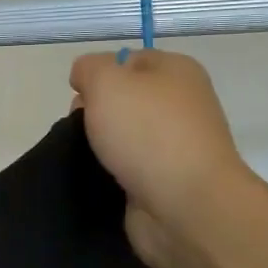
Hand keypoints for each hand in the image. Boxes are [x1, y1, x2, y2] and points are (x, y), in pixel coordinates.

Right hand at [69, 50, 250, 267]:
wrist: (186, 207)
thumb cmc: (148, 133)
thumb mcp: (107, 81)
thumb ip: (89, 68)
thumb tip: (86, 78)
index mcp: (177, 72)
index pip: (128, 60)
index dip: (99, 74)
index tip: (81, 97)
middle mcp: (180, 105)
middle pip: (122, 100)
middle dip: (94, 113)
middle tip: (83, 130)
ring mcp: (174, 147)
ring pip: (121, 137)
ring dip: (98, 146)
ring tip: (85, 158)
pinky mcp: (164, 182)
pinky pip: (126, 169)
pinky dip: (108, 174)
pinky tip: (97, 180)